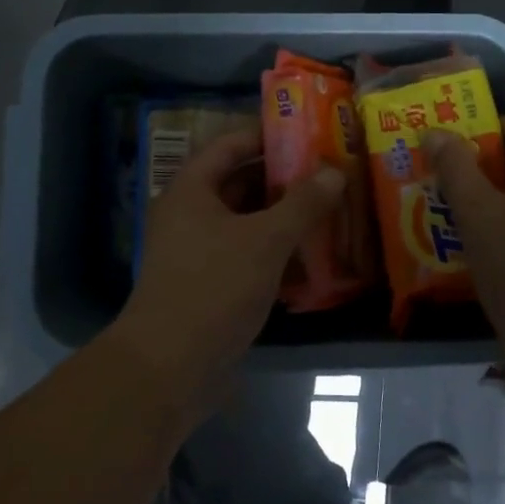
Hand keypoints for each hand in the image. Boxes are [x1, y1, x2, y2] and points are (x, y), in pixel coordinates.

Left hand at [112, 128, 344, 407]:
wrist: (169, 369)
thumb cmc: (213, 287)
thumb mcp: (265, 240)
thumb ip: (302, 204)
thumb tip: (335, 172)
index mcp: (191, 190)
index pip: (230, 145)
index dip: (267, 136)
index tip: (308, 134)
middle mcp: (190, 214)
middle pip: (240, 184)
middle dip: (284, 181)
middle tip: (329, 174)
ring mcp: (197, 252)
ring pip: (246, 223)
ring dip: (283, 219)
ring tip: (330, 211)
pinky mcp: (209, 286)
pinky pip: (246, 256)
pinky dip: (275, 253)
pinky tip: (313, 258)